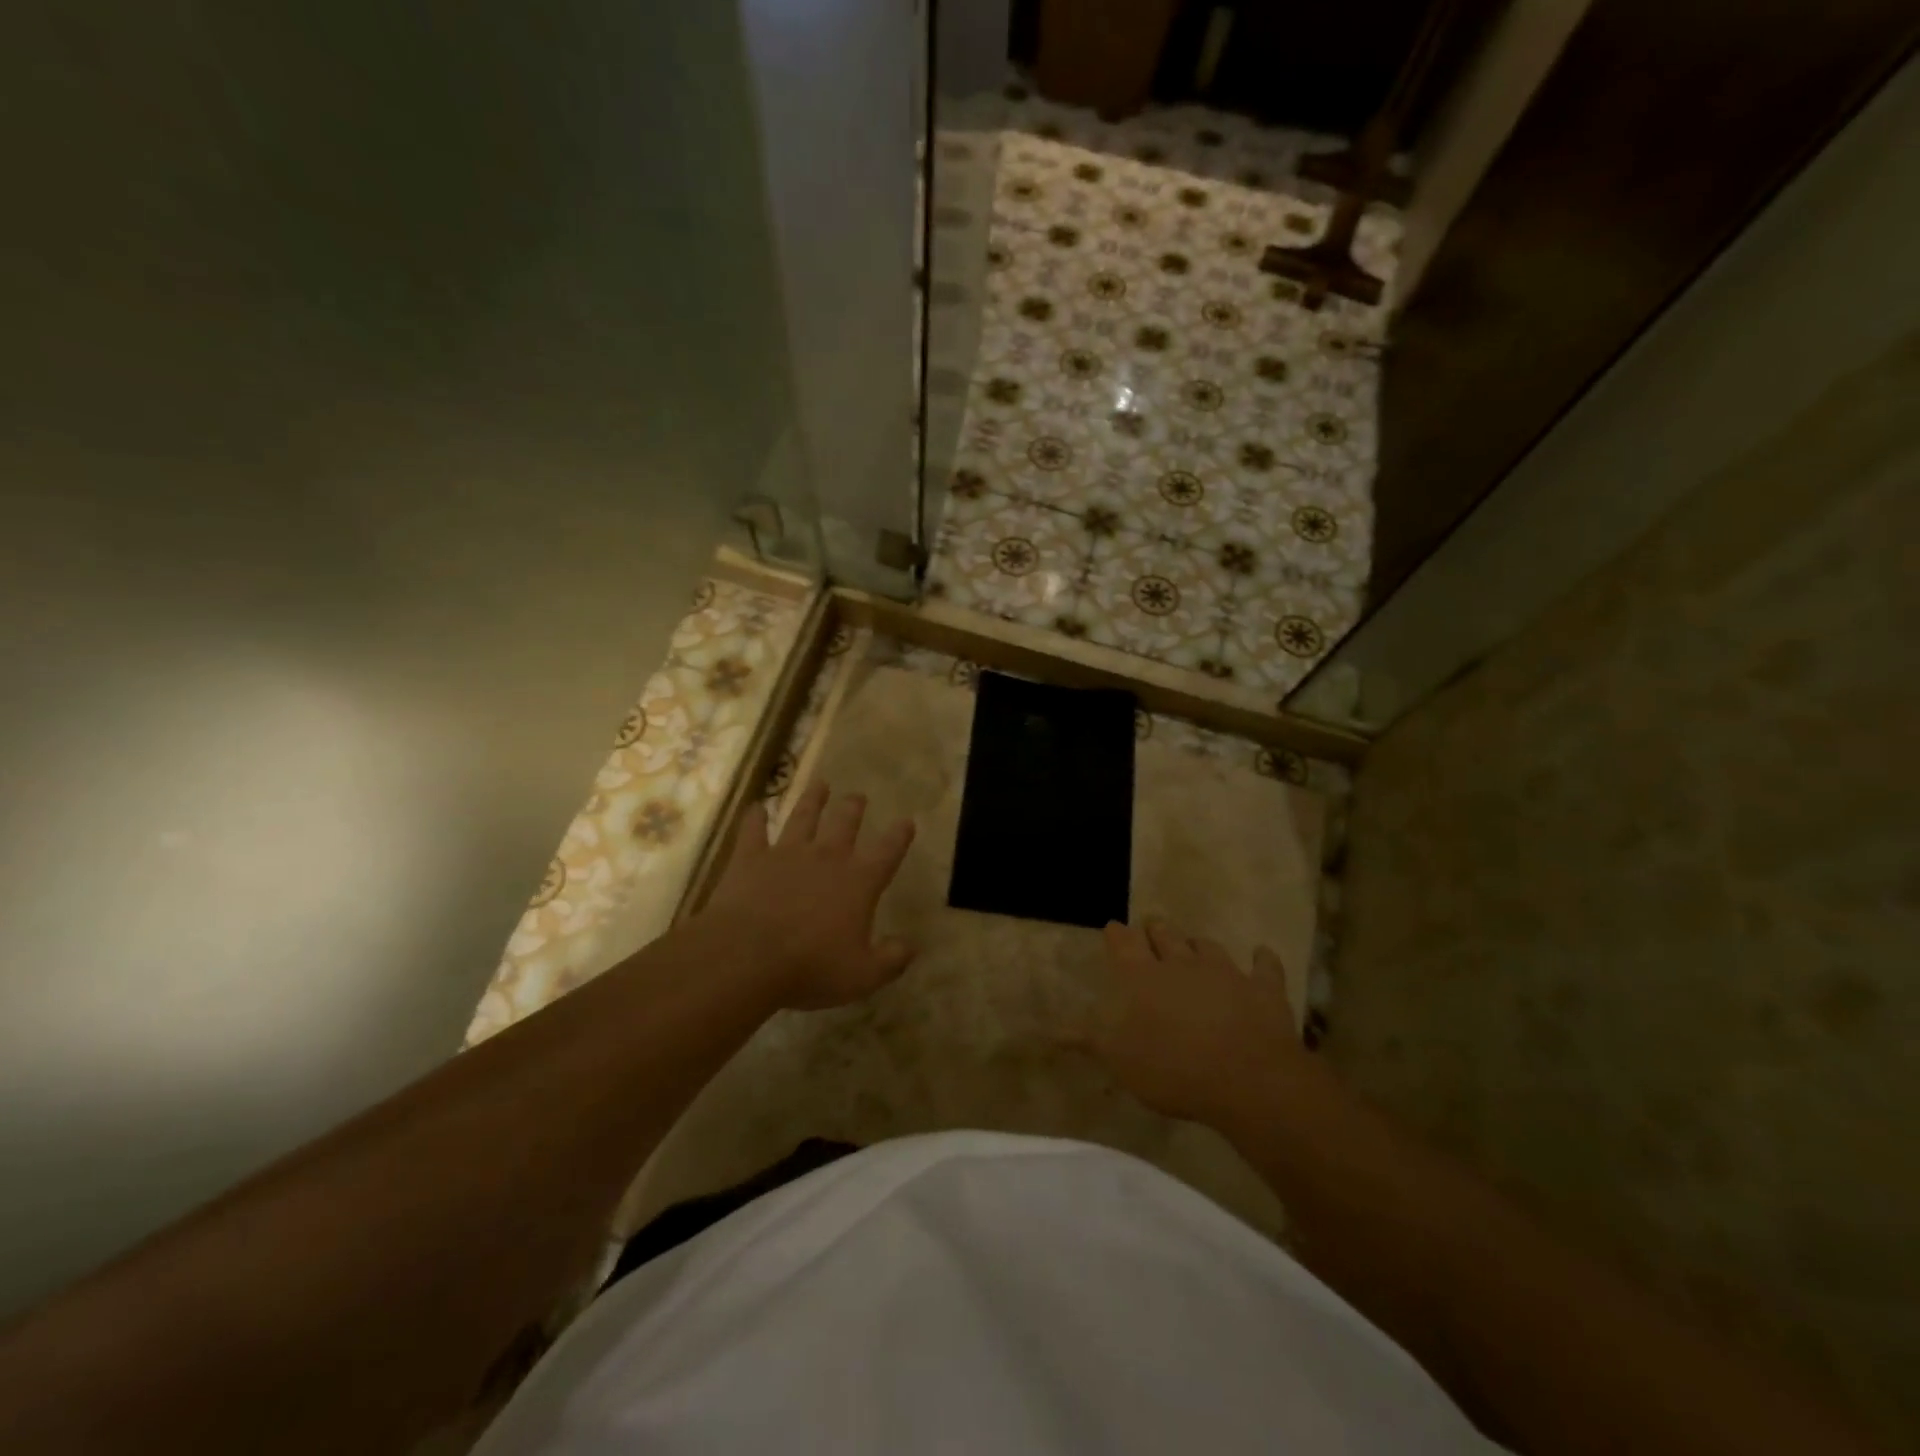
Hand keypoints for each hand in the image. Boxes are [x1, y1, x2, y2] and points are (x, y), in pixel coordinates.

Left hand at [702, 782, 916, 1010]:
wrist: (747, 956)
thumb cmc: (811, 967)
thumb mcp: (863, 975)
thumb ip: (891, 960)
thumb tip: (910, 947)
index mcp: (858, 881)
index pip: (887, 851)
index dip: (900, 835)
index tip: (907, 820)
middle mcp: (826, 857)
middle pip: (844, 823)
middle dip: (853, 807)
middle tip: (858, 796)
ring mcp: (786, 853)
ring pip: (803, 817)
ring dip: (812, 800)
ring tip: (820, 784)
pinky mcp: (750, 858)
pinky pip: (753, 831)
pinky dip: (755, 818)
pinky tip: (756, 807)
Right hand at [1081, 920, 1319, 1135]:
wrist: (1246, 1078)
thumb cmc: (1172, 1069)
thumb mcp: (1119, 1060)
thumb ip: (1088, 1040)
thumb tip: (1050, 1030)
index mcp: (1143, 977)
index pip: (1123, 943)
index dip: (1117, 934)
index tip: (1113, 927)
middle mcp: (1181, 963)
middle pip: (1165, 935)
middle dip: (1156, 930)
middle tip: (1152, 927)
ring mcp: (1225, 972)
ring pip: (1207, 946)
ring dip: (1198, 944)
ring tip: (1194, 945)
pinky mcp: (1262, 988)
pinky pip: (1264, 966)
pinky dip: (1262, 959)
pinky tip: (1262, 955)